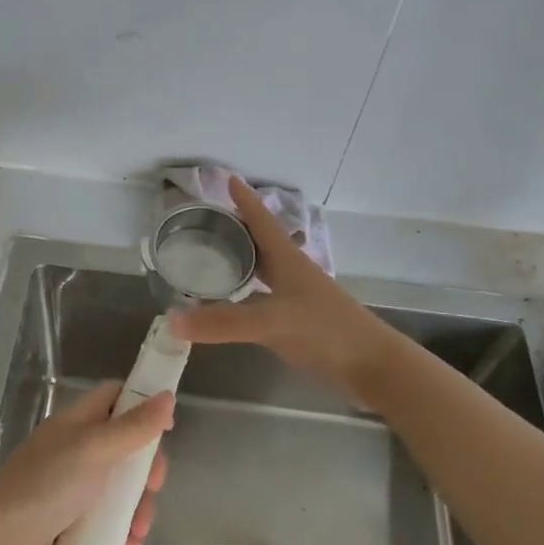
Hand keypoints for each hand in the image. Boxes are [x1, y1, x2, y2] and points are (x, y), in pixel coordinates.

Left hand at [0, 381, 173, 544]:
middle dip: (145, 469)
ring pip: (118, 487)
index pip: (114, 397)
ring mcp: (71, 487)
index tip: (166, 428)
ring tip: (138, 531)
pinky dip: (121, 531)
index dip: (142, 404)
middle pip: (123, 446)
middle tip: (154, 487)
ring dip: (137, 507)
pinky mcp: (69, 522)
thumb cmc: (47, 485)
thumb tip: (167, 395)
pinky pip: (105, 520)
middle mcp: (75, 449)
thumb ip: (133, 427)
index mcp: (77, 423)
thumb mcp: (95, 450)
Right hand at [171, 177, 401, 408]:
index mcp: (288, 260)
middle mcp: (292, 273)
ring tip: (213, 257)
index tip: (229, 179)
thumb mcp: (271, 322)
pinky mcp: (299, 322)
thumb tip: (172, 320)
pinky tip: (233, 302)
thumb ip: (223, 322)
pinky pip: (265, 297)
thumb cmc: (325, 331)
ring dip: (242, 260)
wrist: (371, 366)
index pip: (262, 221)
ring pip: (264, 270)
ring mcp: (298, 298)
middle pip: (262, 242)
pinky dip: (246, 293)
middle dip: (237, 229)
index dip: (246, 201)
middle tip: (207, 221)